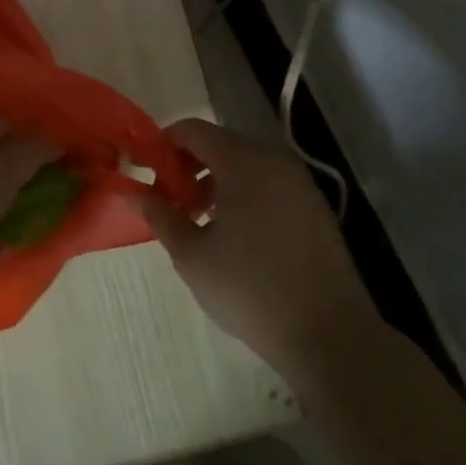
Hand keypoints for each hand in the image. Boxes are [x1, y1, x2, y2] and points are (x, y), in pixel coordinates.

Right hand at [140, 119, 377, 376]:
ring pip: (245, 164)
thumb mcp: (192, 256)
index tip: (146, 173)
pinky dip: (244, 194)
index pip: (192, 130)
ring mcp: (299, 182)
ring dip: (216, 181)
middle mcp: (273, 160)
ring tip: (199, 221)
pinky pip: (268, 184)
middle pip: (219, 143)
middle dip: (189, 166)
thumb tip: (136, 195)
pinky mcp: (315, 207)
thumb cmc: (250, 288)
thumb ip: (161, 217)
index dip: (163, 145)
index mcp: (242, 161)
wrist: (329, 334)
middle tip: (171, 201)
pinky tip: (235, 234)